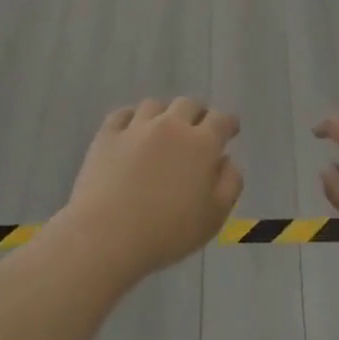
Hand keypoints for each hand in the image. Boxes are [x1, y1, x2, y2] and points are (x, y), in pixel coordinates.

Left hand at [62, 99, 242, 283]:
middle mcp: (171, 126)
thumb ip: (230, 183)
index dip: (228, 123)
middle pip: (188, 104)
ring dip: (164, 113)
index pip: (221, 121)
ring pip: (155, 105)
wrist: (107, 235)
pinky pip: (122, 114)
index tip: (231, 129)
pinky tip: (131, 129)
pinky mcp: (107, 135)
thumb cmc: (167, 232)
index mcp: (201, 144)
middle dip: (198, 113)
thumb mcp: (214, 217)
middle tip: (198, 128)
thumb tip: (227, 160)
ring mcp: (136, 127)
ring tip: (163, 129)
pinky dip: (131, 118)